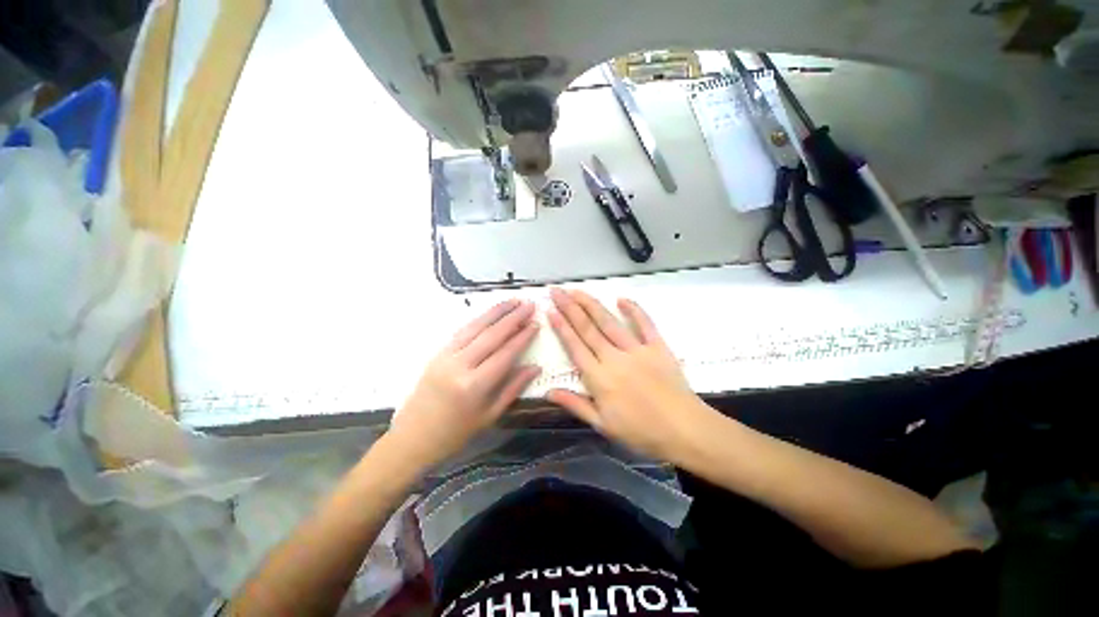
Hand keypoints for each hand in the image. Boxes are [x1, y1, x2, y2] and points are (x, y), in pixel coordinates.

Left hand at [388, 300, 540, 468]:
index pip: (505, 353)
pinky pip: (462, 331)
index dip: (522, 337)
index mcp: (474, 385)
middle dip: (512, 317)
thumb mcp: (490, 415)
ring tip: (513, 301)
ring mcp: (446, 356)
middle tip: (529, 304)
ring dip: (495, 312)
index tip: (536, 323)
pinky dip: (478, 319)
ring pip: (475, 327)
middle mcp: (459, 365)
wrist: (413, 437)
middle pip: (491, 335)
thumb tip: (535, 367)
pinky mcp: (438, 352)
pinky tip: (490, 313)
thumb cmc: (456, 432)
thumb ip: (514, 388)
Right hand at [546, 288, 710, 462]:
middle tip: (557, 291)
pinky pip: (645, 324)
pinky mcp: (658, 347)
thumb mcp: (603, 425)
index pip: (575, 346)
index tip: (550, 310)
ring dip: (591, 305)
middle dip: (569, 308)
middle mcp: (614, 358)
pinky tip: (622, 298)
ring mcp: (637, 350)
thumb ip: (575, 405)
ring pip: (609, 322)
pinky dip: (634, 310)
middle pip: (588, 329)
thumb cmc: (641, 432)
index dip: (561, 327)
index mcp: (599, 378)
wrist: (685, 430)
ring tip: (577, 291)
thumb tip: (548, 392)